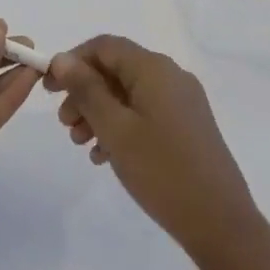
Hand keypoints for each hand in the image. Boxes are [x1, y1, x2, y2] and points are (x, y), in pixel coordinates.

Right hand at [44, 35, 260, 260]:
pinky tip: (105, 156)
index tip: (49, 89)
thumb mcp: (115, 129)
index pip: (104, 46)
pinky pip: (145, 113)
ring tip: (81, 143)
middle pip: (116, 70)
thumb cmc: (161, 170)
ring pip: (129, 94)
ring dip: (99, 112)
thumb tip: (63, 58)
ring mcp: (183, 102)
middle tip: (65, 124)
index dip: (72, 61)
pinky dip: (121, 126)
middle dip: (84, 92)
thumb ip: (86, 90)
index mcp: (154, 68)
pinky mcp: (187, 126)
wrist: (220, 223)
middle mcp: (171, 76)